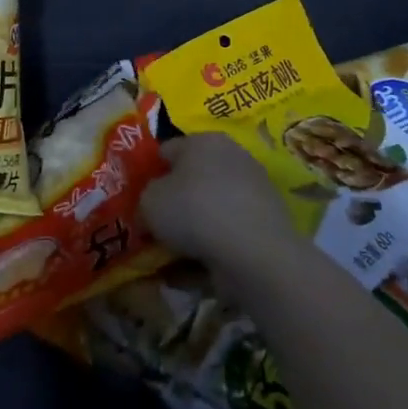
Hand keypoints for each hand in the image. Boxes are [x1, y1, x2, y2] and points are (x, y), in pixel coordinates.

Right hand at [141, 132, 296, 271]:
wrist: (254, 252)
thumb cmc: (194, 211)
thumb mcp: (149, 201)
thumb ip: (145, 198)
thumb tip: (151, 208)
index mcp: (203, 140)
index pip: (167, 150)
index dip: (151, 174)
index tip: (140, 199)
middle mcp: (231, 156)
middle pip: (192, 178)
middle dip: (176, 201)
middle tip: (158, 227)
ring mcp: (253, 189)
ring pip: (211, 207)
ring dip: (195, 228)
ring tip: (175, 255)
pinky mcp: (267, 222)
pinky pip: (229, 231)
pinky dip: (215, 246)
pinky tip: (199, 268)